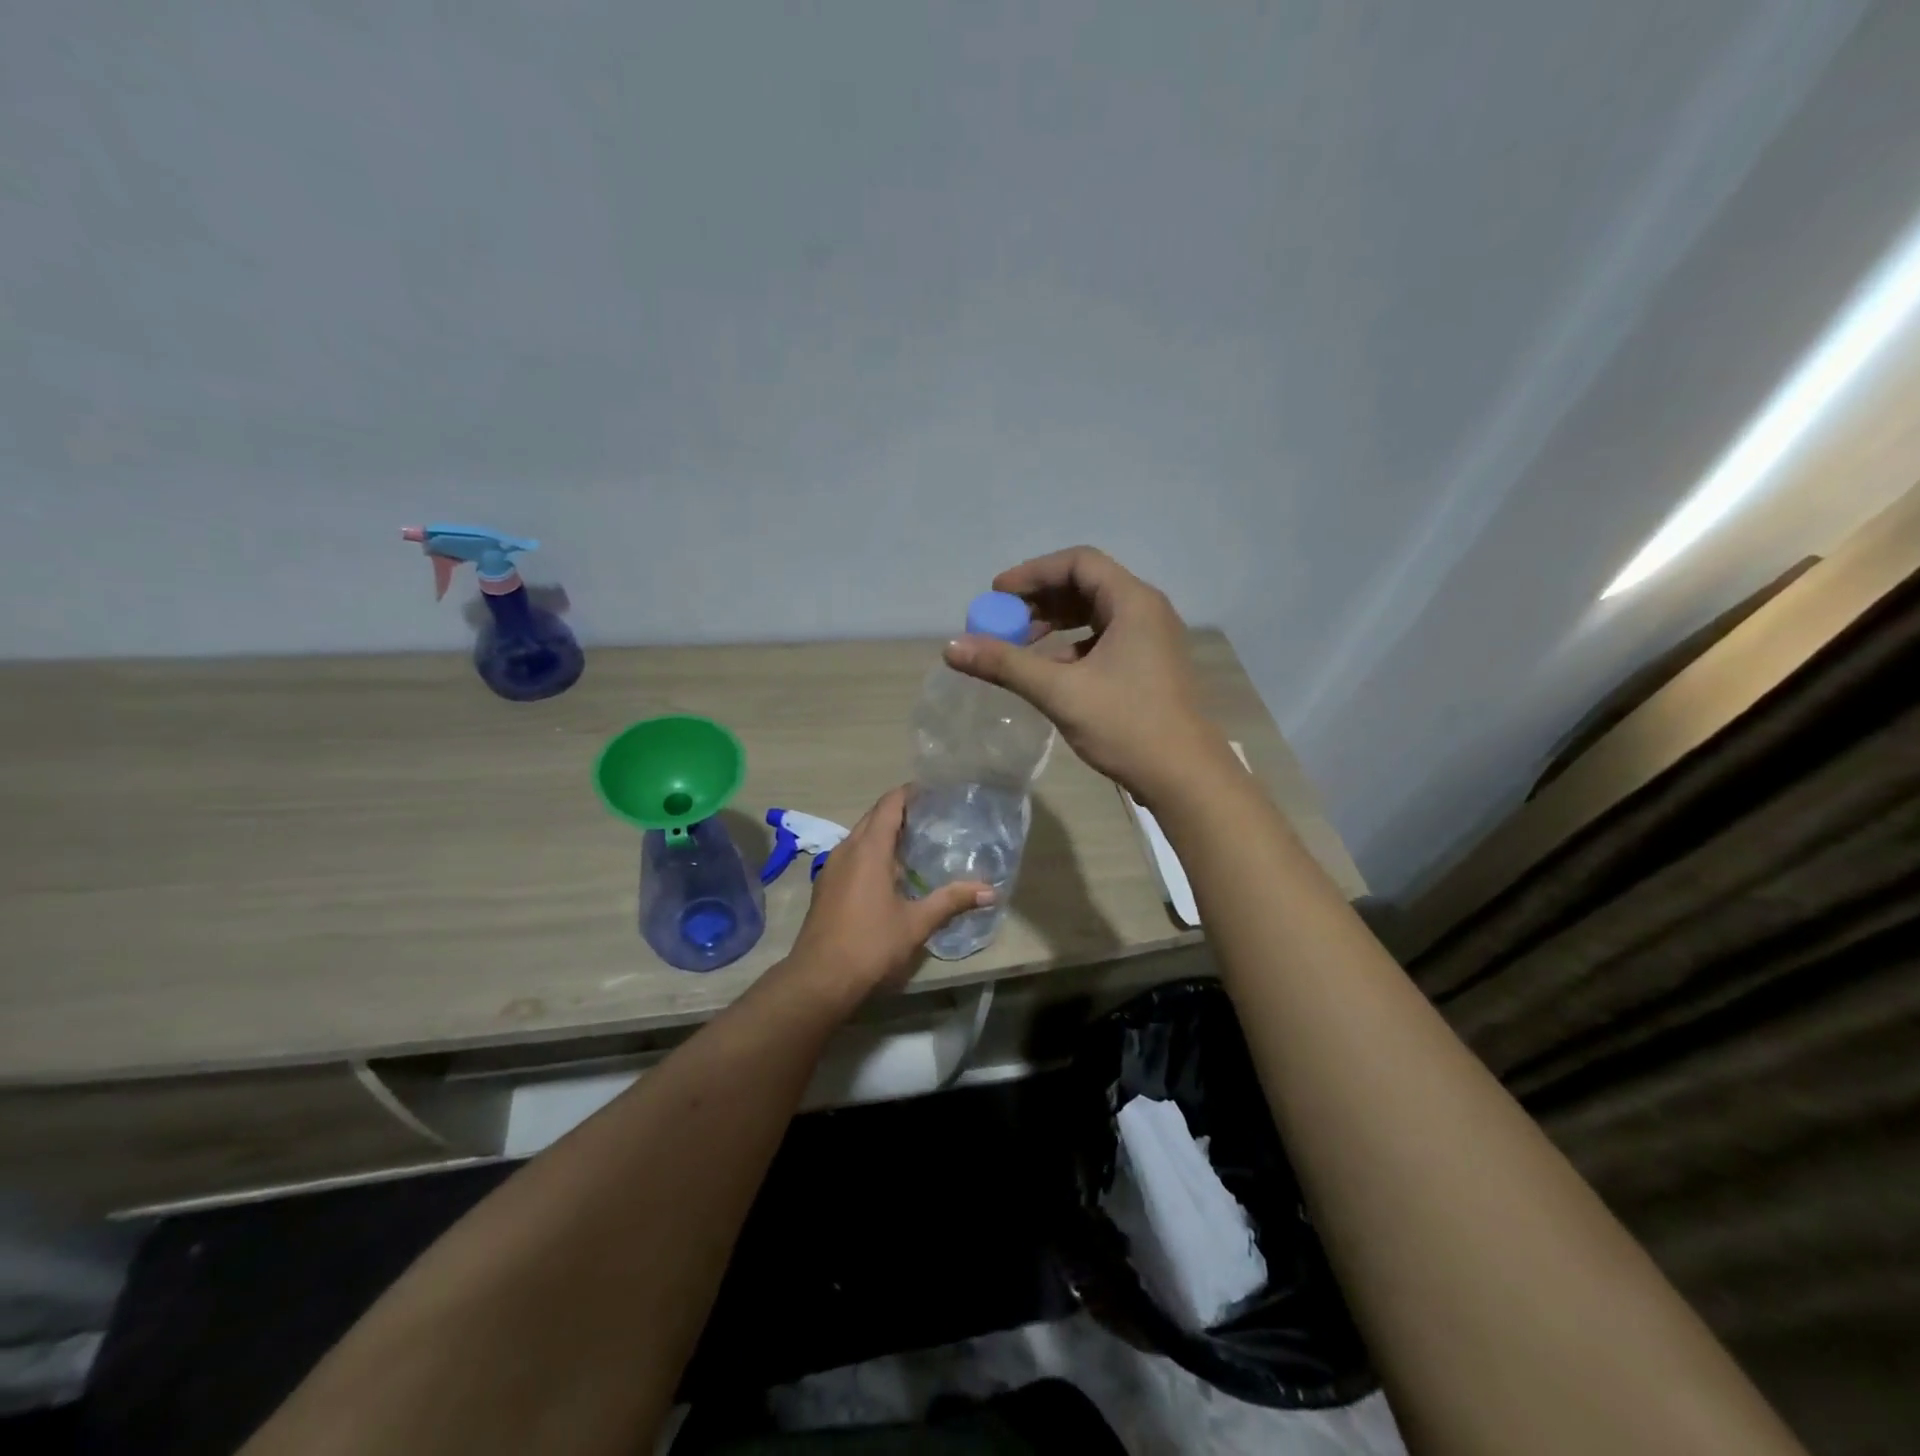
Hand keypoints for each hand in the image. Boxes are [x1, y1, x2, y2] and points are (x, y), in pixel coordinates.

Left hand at [779, 787, 991, 1002]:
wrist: (818, 980)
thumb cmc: (870, 944)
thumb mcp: (916, 923)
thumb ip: (951, 901)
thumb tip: (990, 891)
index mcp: (869, 849)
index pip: (889, 805)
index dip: (909, 793)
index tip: (933, 791)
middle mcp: (846, 850)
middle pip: (873, 817)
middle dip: (900, 812)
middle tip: (932, 816)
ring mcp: (831, 868)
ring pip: (860, 837)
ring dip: (884, 834)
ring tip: (916, 842)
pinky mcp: (826, 887)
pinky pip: (851, 856)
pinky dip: (871, 853)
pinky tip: (890, 873)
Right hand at [945, 547, 1224, 804]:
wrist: (1185, 777)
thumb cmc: (1126, 726)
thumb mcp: (1060, 692)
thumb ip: (1005, 664)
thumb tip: (952, 647)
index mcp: (1133, 602)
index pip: (1078, 563)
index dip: (1033, 573)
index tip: (997, 594)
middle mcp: (1147, 611)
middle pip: (1087, 585)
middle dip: (1041, 599)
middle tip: (1004, 620)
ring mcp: (1152, 640)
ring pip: (1096, 615)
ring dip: (1056, 623)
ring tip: (1021, 644)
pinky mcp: (1151, 666)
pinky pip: (1106, 640)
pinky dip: (1074, 647)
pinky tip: (1050, 671)